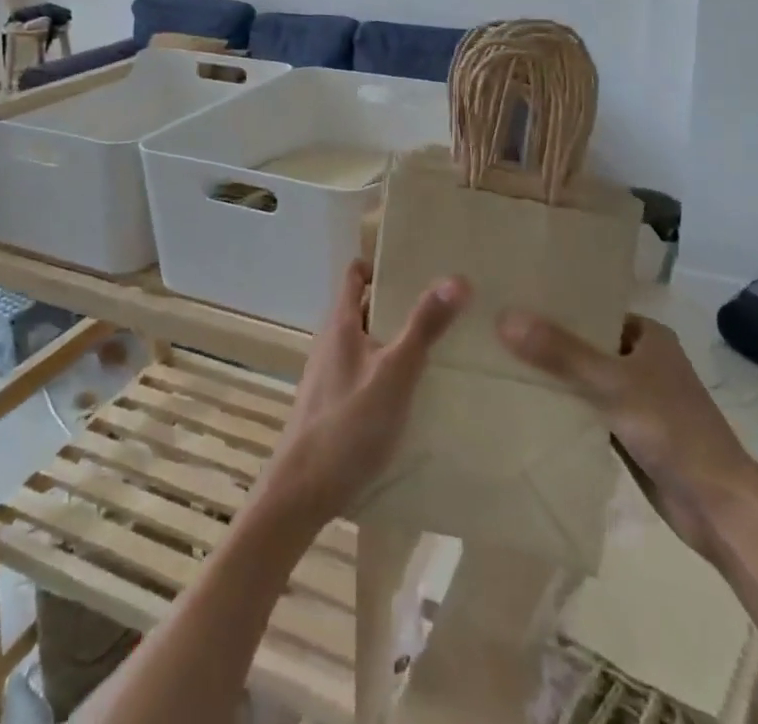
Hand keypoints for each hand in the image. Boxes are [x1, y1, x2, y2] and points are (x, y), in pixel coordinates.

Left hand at [259, 260, 468, 530]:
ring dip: (396, 338)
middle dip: (399, 302)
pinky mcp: (335, 404)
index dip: (382, 264)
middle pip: (365, 307)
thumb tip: (456, 278)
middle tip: (443, 304)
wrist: (301, 493)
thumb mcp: (395, 372)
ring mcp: (330, 374)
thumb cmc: (347, 424)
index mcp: (341, 323)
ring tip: (440, 345)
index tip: (418, 266)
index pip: (356, 274)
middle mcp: (332, 341)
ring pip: (367, 342)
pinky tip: (416, 391)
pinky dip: (388, 369)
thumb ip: (424, 327)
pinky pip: (366, 371)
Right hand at [497, 311, 757, 554]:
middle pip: (584, 344)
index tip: (510, 300)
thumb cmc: (673, 430)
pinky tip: (526, 406)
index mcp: (647, 334)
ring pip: (584, 379)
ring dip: (553, 378)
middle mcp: (642, 359)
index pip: (591, 309)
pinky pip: (588, 411)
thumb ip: (560, 352)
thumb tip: (504, 317)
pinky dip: (564, 410)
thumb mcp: (612, 383)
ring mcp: (636, 398)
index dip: (553, 305)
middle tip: (495, 333)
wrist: (720, 509)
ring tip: (499, 364)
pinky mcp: (629, 433)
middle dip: (547, 343)